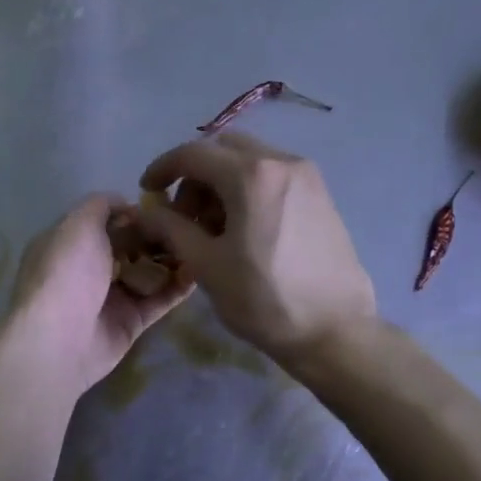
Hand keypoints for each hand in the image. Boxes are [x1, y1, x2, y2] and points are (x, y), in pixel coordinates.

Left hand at [0, 194, 190, 398]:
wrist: (59, 339)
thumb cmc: (66, 272)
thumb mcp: (78, 223)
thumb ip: (101, 205)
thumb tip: (126, 205)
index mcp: (70, 243)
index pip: (105, 222)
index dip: (133, 213)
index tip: (164, 205)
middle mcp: (88, 269)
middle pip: (130, 247)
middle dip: (157, 236)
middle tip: (190, 225)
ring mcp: (110, 297)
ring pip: (148, 273)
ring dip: (172, 259)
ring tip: (202, 245)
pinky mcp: (130, 322)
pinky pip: (159, 300)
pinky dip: (178, 287)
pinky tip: (200, 272)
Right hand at [131, 133, 375, 363]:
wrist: (335, 330)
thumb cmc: (264, 300)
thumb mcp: (207, 265)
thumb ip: (171, 228)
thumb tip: (145, 211)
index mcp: (252, 175)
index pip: (193, 153)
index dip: (162, 168)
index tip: (147, 192)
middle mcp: (283, 162)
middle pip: (223, 150)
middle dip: (195, 176)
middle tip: (183, 216)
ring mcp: (307, 177)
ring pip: (250, 161)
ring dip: (221, 183)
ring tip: (213, 229)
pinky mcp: (321, 195)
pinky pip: (273, 177)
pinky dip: (248, 190)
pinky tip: (243, 230)